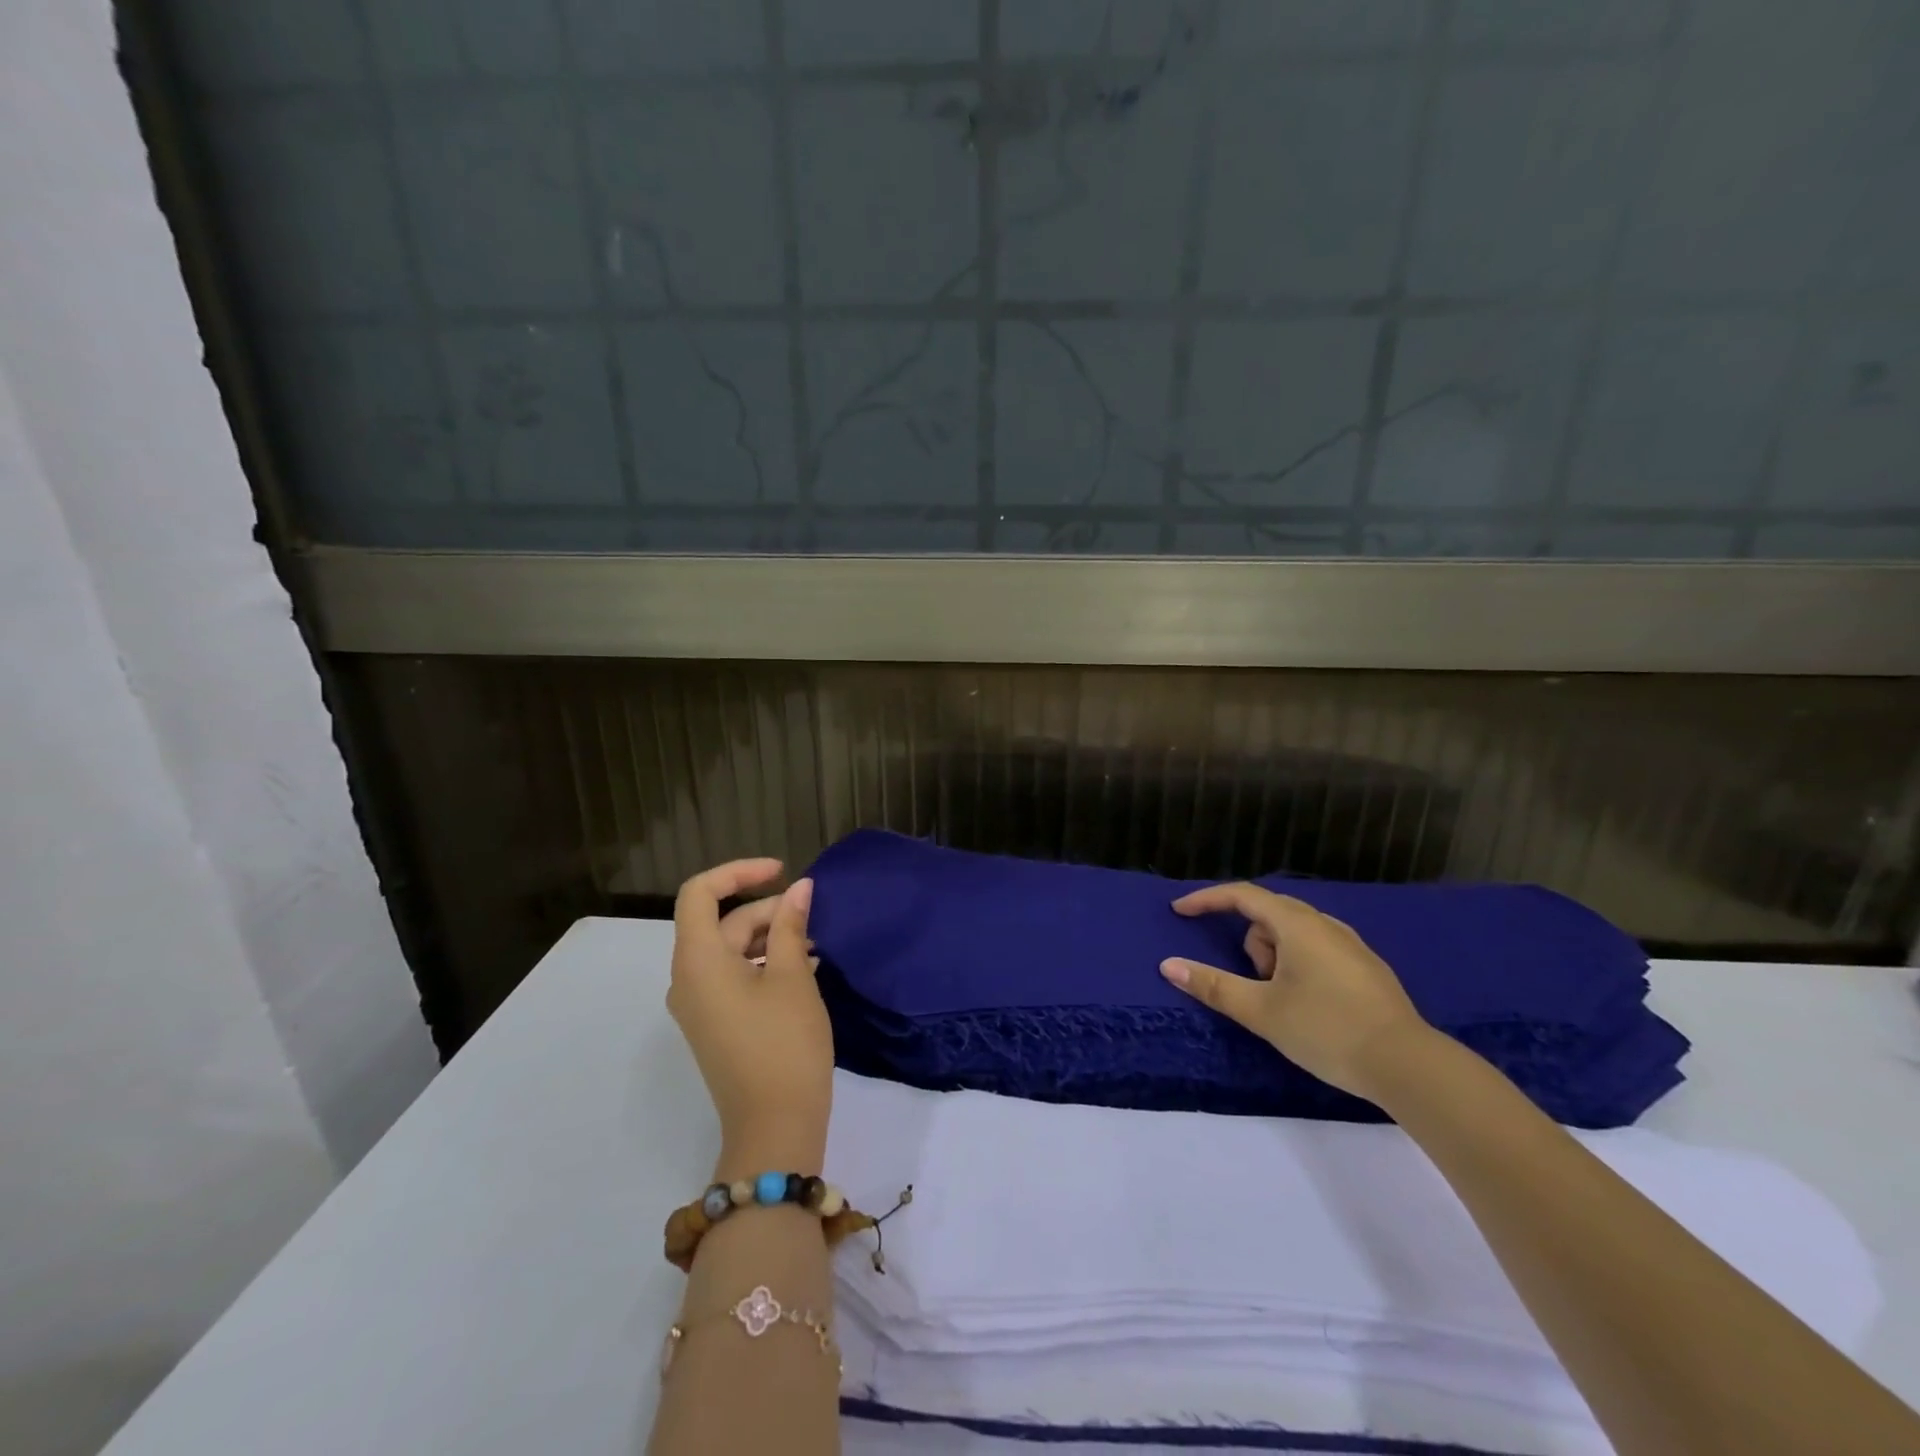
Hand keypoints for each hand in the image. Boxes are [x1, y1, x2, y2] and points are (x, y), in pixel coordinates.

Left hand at [668, 859, 831, 1171]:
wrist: (774, 1126)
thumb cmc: (784, 1043)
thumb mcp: (793, 976)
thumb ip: (791, 925)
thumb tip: (800, 888)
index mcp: (697, 961)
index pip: (699, 893)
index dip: (739, 872)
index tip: (782, 872)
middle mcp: (687, 979)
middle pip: (722, 923)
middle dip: (768, 910)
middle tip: (813, 917)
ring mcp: (699, 1005)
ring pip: (731, 950)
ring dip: (771, 938)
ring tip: (814, 944)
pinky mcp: (715, 1024)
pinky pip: (734, 976)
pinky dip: (765, 964)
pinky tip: (804, 969)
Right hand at [1160, 882, 1431, 1102]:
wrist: (1408, 1065)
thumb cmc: (1327, 1030)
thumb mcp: (1262, 1011)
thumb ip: (1213, 986)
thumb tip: (1168, 965)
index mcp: (1297, 925)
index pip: (1242, 895)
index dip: (1207, 900)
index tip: (1180, 912)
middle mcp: (1325, 924)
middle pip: (1268, 913)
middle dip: (1249, 942)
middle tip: (1252, 982)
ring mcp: (1351, 944)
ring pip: (1294, 933)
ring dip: (1275, 955)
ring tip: (1282, 1000)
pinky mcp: (1367, 968)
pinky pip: (1317, 949)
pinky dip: (1299, 964)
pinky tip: (1310, 1004)